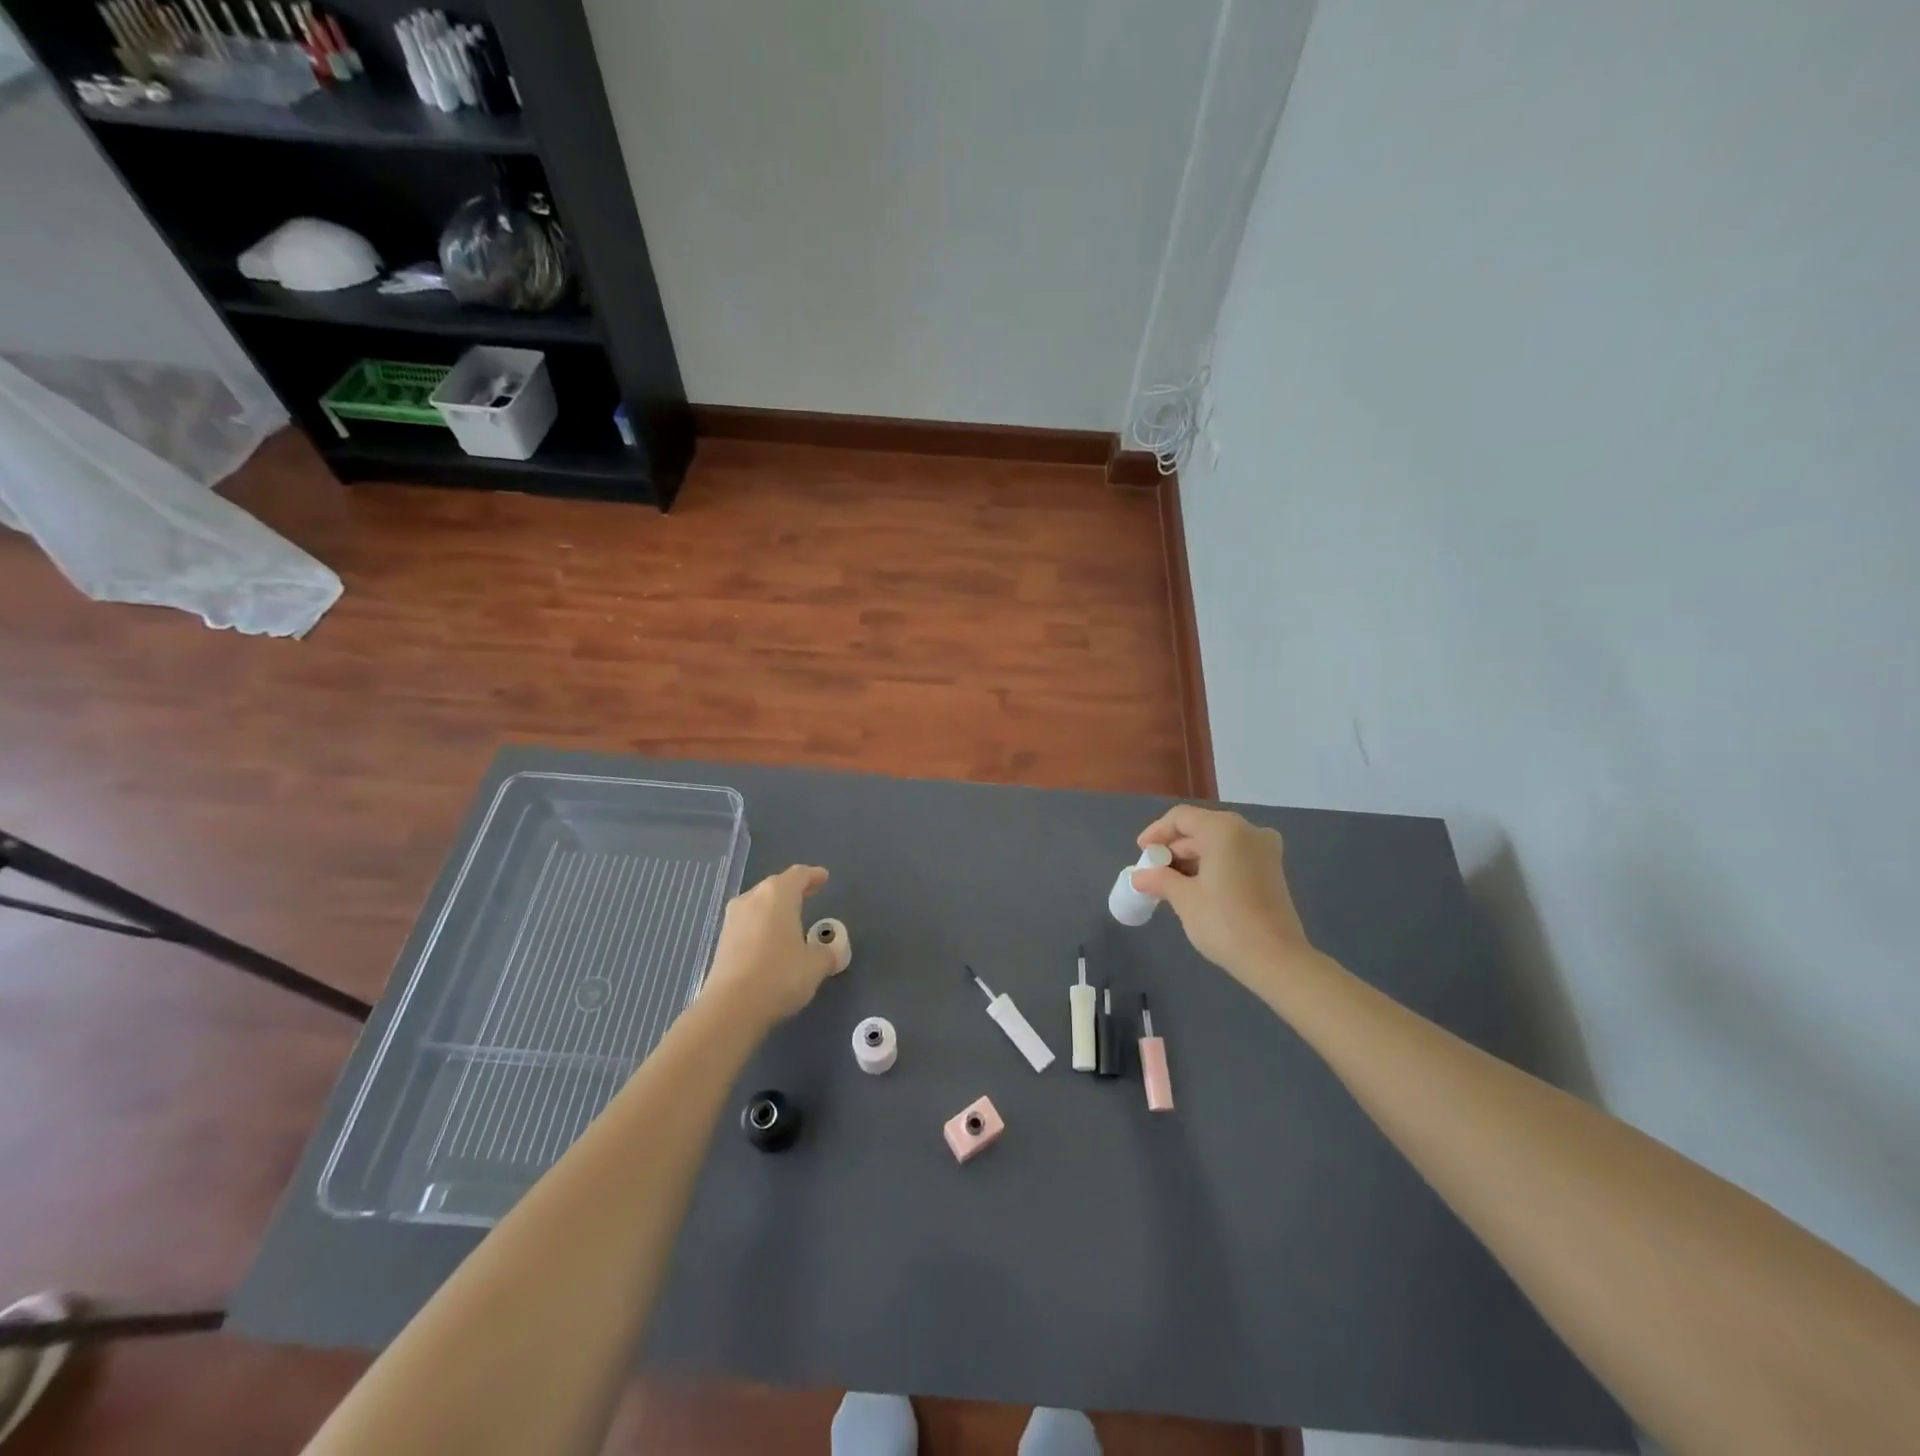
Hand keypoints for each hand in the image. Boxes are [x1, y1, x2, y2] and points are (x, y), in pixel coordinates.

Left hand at [700, 866, 842, 1024]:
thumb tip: (829, 952)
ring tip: (790, 920)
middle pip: (775, 886)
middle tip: (810, 894)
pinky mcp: (722, 942)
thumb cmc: (780, 975)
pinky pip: (748, 924)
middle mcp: (752, 899)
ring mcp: (733, 920)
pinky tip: (770, 942)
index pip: (798, 875)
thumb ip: (826, 954)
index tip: (823, 877)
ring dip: (774, 909)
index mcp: (778, 895)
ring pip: (758, 905)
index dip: (813, 875)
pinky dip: (761, 927)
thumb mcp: (815, 965)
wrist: (731, 1008)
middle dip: (793, 890)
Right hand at [1132, 806, 1317, 993]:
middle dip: (1174, 849)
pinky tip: (1196, 888)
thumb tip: (1138, 876)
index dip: (1157, 832)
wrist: (1276, 960)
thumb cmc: (1224, 922)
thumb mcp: (1184, 899)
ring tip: (1170, 884)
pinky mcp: (1272, 870)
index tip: (1141, 853)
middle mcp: (1248, 831)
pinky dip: (1212, 866)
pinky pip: (1234, 856)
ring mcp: (1265, 850)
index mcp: (1225, 830)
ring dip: (1192, 859)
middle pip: (1201, 828)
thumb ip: (1159, 879)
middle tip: (1153, 873)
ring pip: (1218, 843)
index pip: (1181, 818)